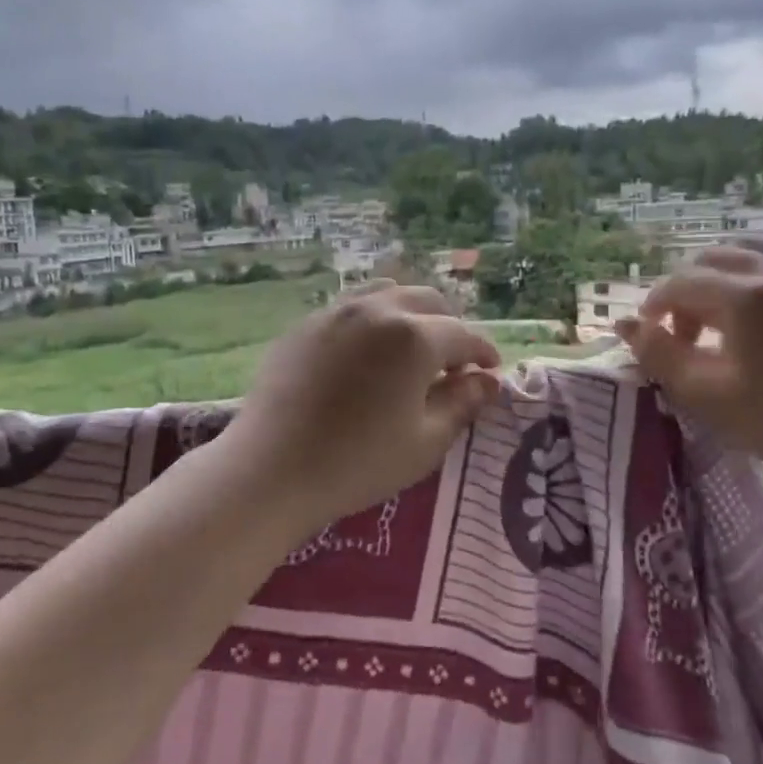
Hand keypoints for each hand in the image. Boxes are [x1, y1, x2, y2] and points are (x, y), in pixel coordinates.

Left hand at [223, 281, 503, 527]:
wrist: (271, 470)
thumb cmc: (358, 463)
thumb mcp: (425, 442)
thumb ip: (462, 404)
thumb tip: (487, 381)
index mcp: (415, 337)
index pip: (463, 336)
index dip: (483, 352)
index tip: (491, 370)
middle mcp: (378, 310)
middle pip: (428, 301)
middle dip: (450, 327)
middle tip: (452, 364)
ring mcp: (336, 312)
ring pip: (388, 293)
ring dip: (411, 314)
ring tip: (411, 348)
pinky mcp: (304, 325)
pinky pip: (351, 307)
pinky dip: (373, 321)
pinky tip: (367, 354)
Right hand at [615, 245, 762, 498]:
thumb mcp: (703, 393)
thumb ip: (658, 353)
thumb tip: (624, 325)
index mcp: (747, 296)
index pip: (680, 283)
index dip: (654, 306)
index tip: (647, 336)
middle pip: (710, 260)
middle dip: (683, 291)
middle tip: (679, 335)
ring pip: (744, 254)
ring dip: (715, 280)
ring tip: (712, 322)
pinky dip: (750, 277)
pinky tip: (749, 312)